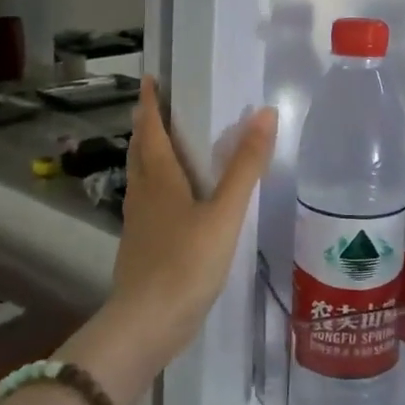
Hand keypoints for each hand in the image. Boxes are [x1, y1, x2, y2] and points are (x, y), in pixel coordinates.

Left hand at [64, 79, 275, 404]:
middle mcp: (143, 194)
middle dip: (148, 125)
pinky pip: (148, 201)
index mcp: (160, 178)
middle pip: (141, 151)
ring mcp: (138, 222)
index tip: (150, 79)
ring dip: (150, 154)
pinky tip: (174, 199)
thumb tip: (265, 114)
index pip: (150, 129)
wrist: (147, 325)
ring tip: (168, 144)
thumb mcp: (225, 213)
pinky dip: (157, 185)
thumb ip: (245, 166)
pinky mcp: (141, 246)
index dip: (150, 103)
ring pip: (142, 177)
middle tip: (160, 106)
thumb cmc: (186, 262)